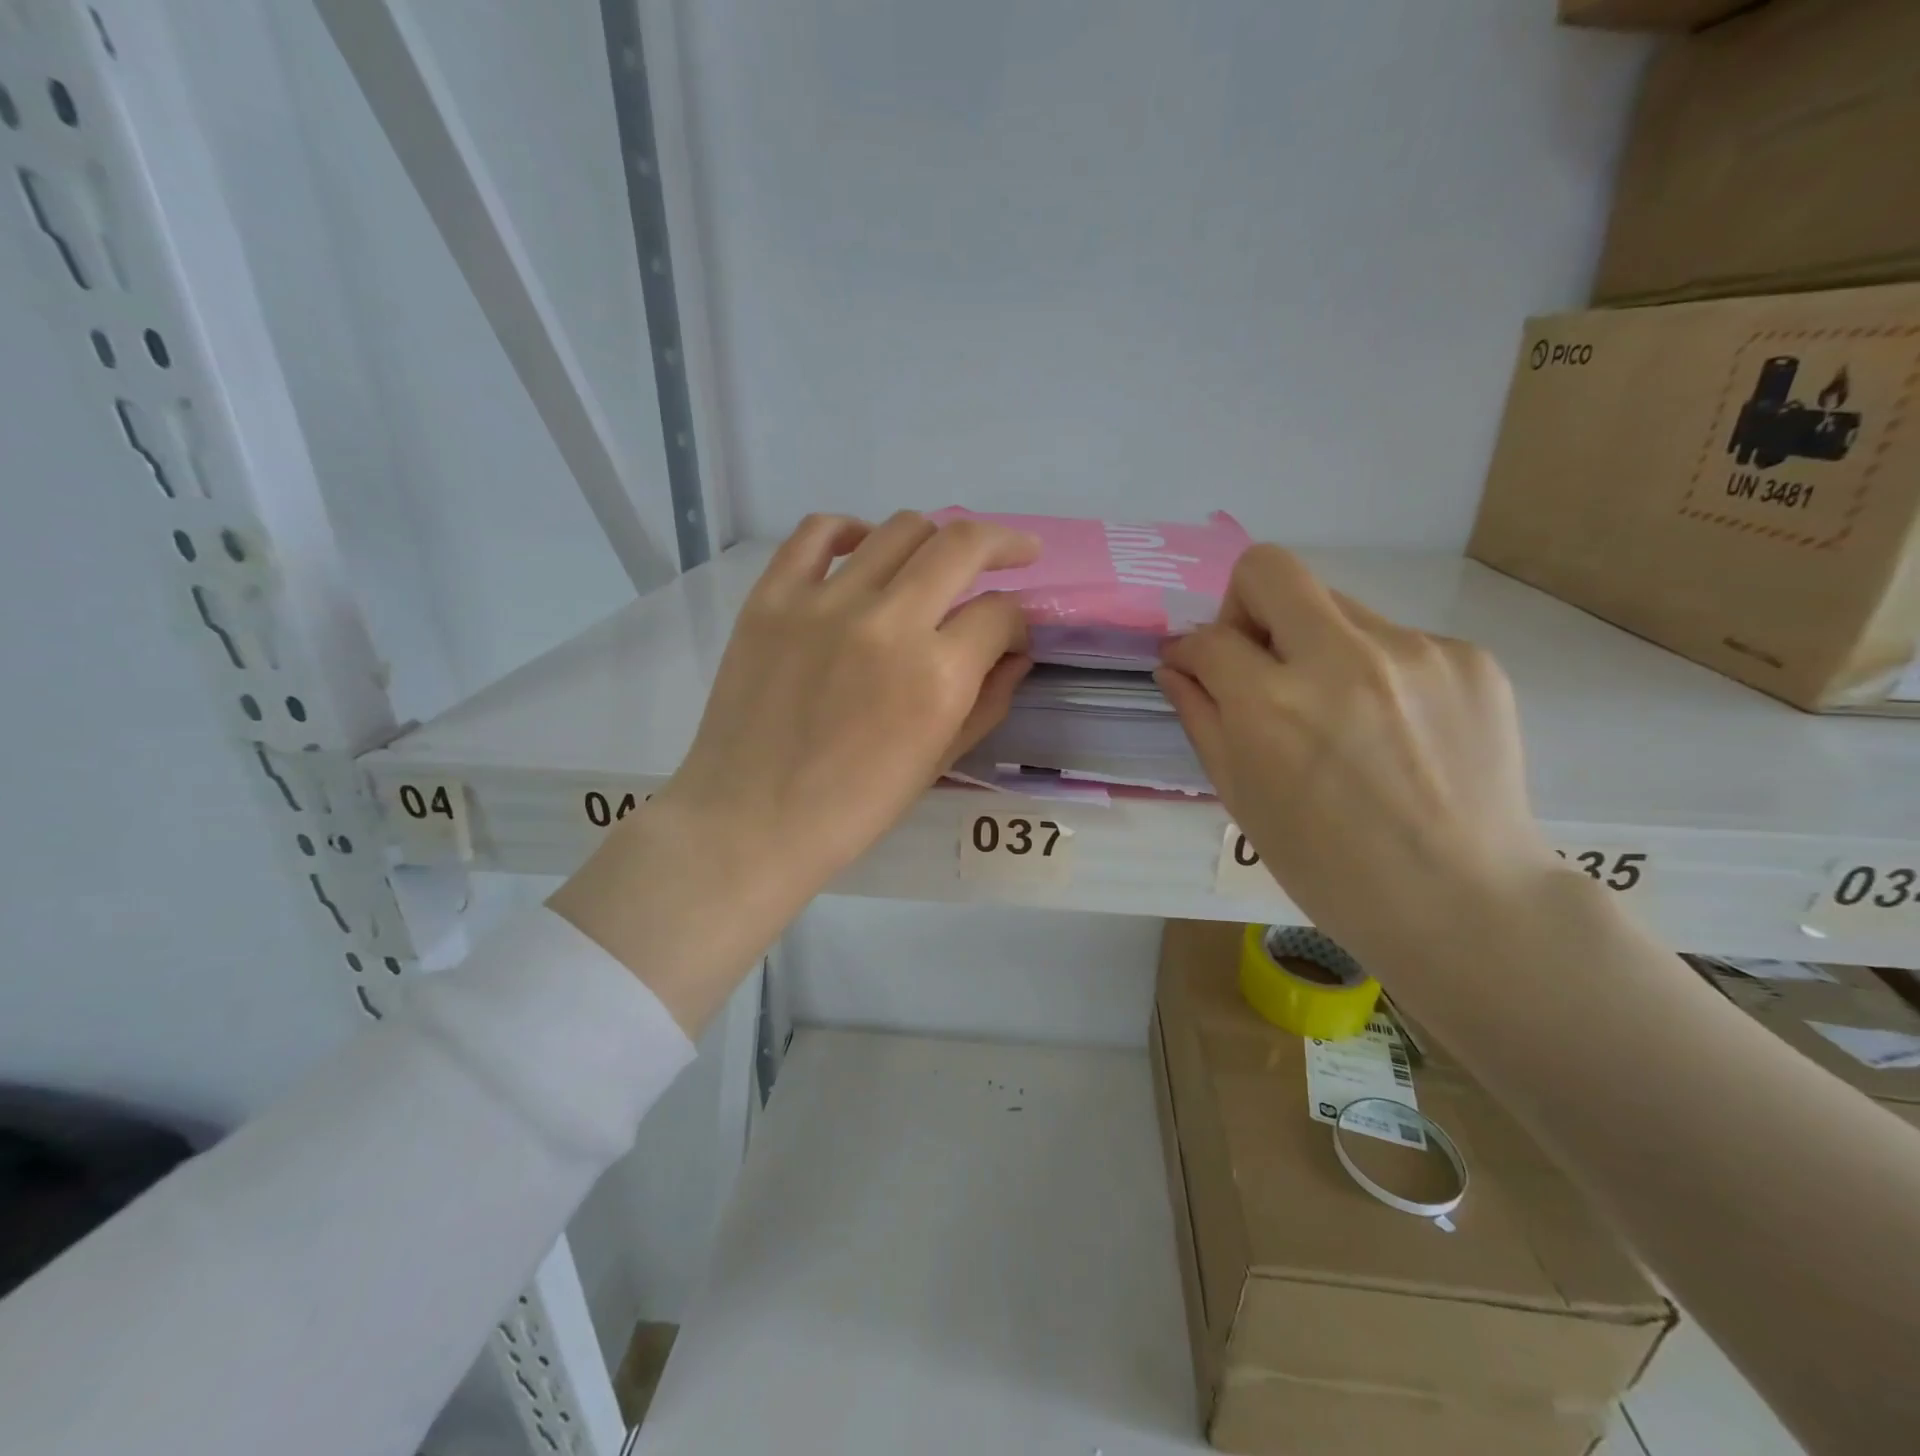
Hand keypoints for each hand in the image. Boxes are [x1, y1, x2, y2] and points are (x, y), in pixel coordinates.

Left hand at [552, 512, 1036, 1030]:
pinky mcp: (773, 597)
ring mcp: (825, 602)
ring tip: (935, 562)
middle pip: (963, 546)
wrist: (752, 821)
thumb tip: (1016, 653)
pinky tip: (862, 548)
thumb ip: (988, 700)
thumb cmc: (854, 808)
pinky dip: (850, 530)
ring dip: (935, 540)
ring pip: (900, 529)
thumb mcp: (938, 761)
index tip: (1010, 634)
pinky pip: (818, 532)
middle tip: (1015, 555)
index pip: (1000, 614)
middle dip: (1003, 545)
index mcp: (937, 675)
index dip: (1018, 620)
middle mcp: (889, 623)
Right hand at [1157, 544, 1558, 971]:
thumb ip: (1200, 717)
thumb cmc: (1328, 867)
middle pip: (1270, 570)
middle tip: (1260, 663)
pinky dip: (1376, 671)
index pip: (1209, 637)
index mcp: (1272, 705)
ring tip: (1339, 714)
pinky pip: (1396, 640)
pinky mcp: (1470, 658)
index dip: (1191, 650)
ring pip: (1337, 607)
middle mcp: (1340, 659)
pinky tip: (1393, 729)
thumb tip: (1176, 665)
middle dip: (1245, 606)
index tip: (1196, 668)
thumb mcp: (1241, 798)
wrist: (1463, 902)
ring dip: (1316, 645)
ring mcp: (1415, 651)